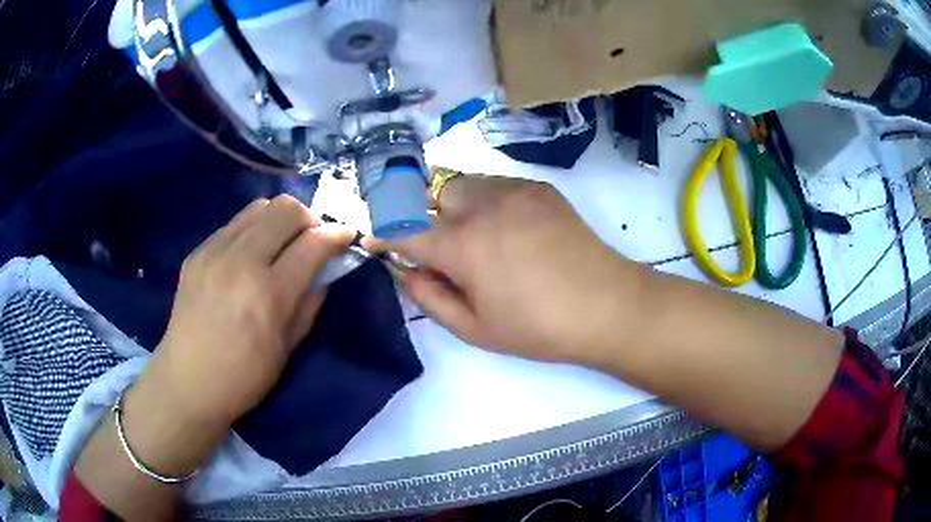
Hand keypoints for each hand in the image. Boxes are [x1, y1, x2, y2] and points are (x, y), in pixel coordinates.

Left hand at [135, 195, 353, 429]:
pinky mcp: (197, 252)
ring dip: (280, 219)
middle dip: (309, 218)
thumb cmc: (244, 377)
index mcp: (268, 294)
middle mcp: (241, 262)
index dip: (337, 235)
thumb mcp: (288, 348)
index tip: (347, 236)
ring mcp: (214, 252)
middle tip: (311, 241)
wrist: (187, 382)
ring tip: (281, 244)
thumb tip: (326, 270)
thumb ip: (311, 302)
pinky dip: (253, 231)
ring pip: (259, 206)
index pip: (313, 243)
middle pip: (286, 208)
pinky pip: (234, 224)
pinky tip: (250, 256)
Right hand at [368, 176, 646, 363]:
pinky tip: (500, 226)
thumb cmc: (539, 327)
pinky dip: (481, 199)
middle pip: (426, 189)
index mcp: (462, 245)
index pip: (401, 227)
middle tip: (424, 236)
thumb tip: (403, 270)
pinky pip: (492, 182)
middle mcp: (482, 205)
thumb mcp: (474, 328)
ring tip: (464, 231)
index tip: (374, 241)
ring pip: (459, 181)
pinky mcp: (537, 187)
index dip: (381, 233)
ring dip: (447, 201)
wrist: (607, 305)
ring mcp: (513, 189)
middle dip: (414, 209)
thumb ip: (428, 296)